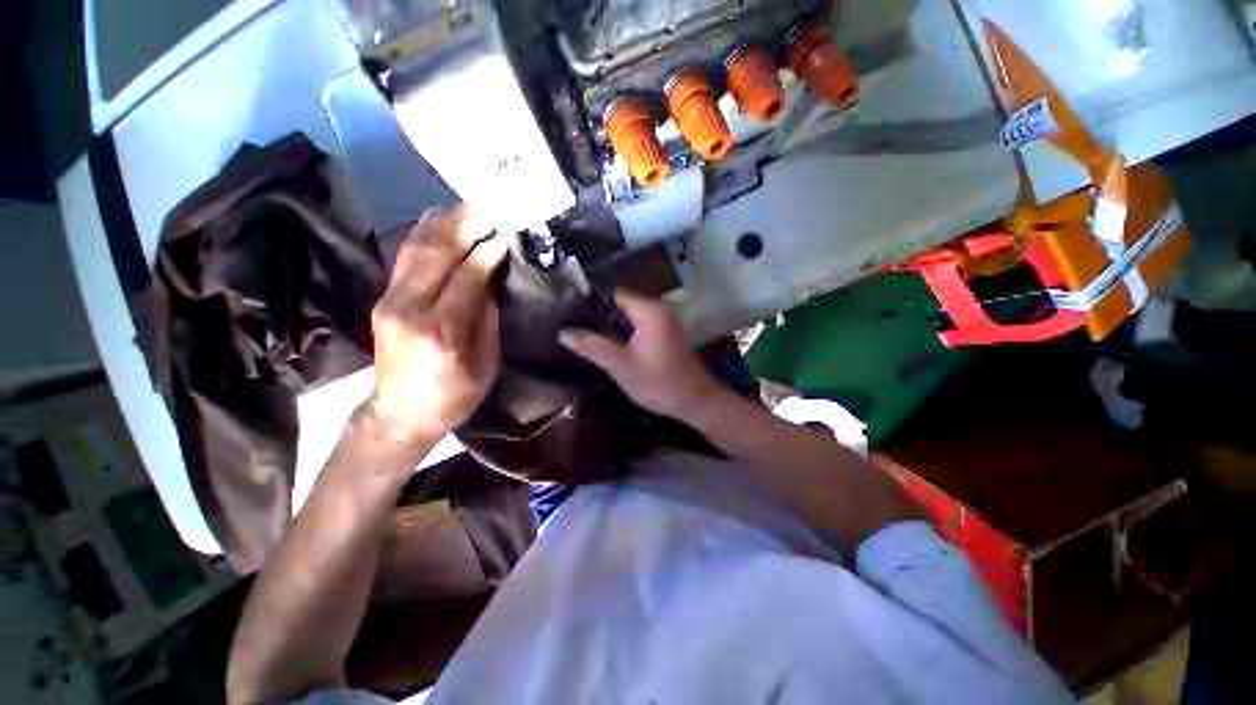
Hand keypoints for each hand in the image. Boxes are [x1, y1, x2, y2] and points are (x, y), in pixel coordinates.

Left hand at [364, 212, 508, 445]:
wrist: (400, 414)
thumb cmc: (454, 396)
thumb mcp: (486, 363)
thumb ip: (488, 317)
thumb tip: (493, 278)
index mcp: (443, 331)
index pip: (467, 277)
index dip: (487, 253)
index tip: (505, 237)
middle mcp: (410, 309)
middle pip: (437, 254)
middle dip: (465, 228)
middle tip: (489, 215)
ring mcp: (390, 301)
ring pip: (416, 249)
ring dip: (443, 225)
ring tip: (467, 211)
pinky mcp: (383, 299)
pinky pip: (404, 258)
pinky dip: (423, 236)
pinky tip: (438, 222)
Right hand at [559, 290, 722, 421]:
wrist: (696, 402)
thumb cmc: (659, 384)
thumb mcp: (621, 366)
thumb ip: (592, 346)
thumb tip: (563, 333)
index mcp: (650, 311)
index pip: (613, 293)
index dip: (590, 301)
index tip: (569, 313)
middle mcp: (659, 309)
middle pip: (621, 303)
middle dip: (598, 315)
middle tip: (574, 327)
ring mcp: (664, 320)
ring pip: (629, 315)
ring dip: (611, 325)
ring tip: (586, 336)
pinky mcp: (666, 332)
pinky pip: (639, 324)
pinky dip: (624, 332)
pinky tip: (610, 345)